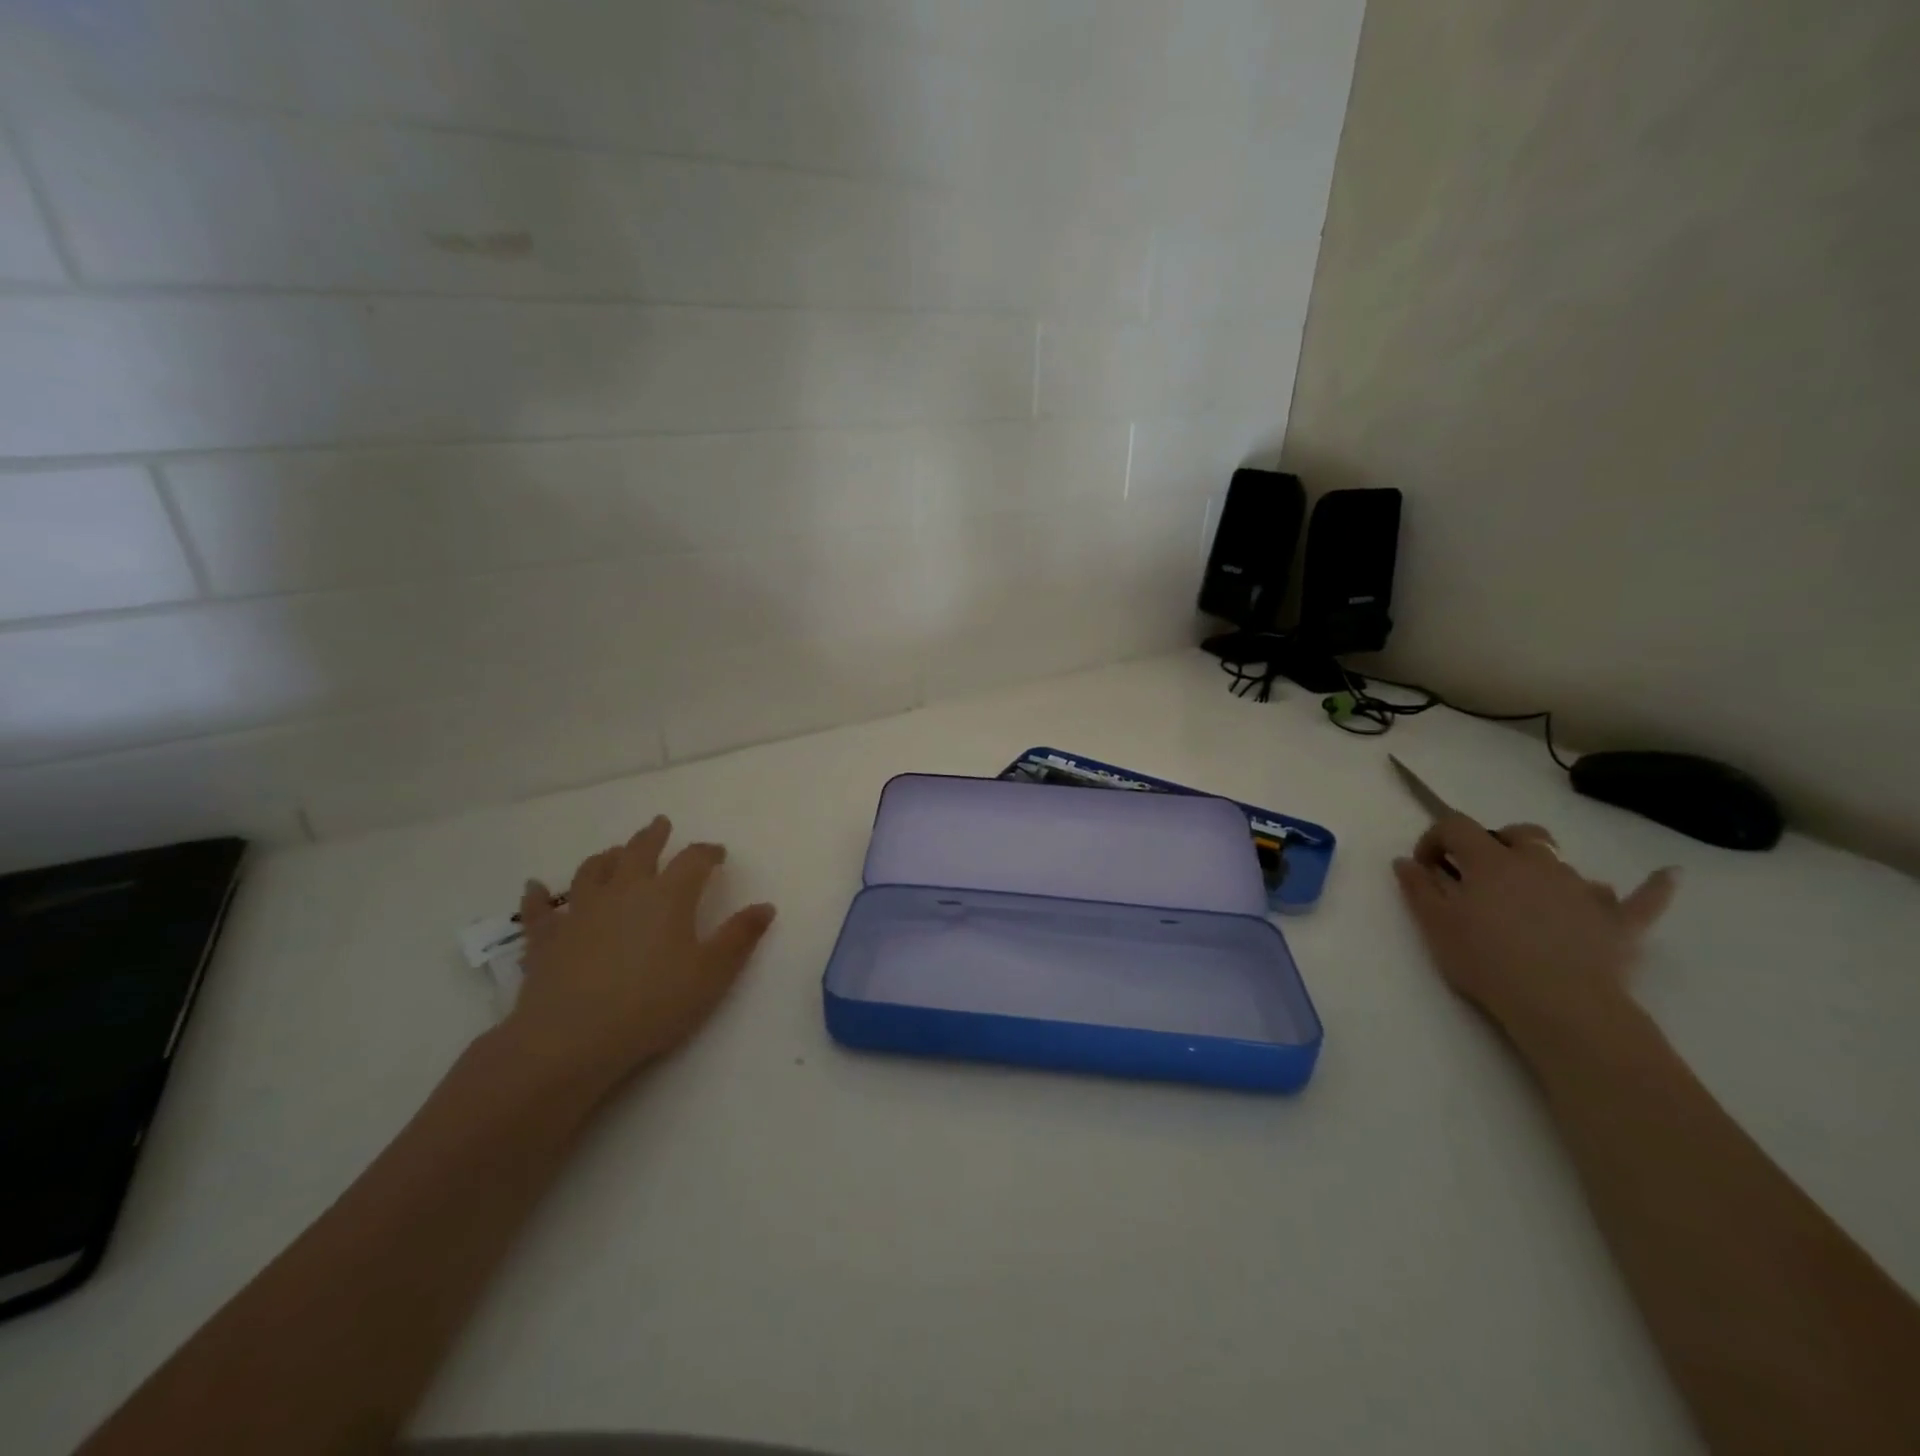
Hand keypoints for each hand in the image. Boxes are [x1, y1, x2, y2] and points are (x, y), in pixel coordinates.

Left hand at [503, 816, 776, 1097]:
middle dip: (653, 836)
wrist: (571, 1039)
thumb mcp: (712, 973)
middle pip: (640, 852)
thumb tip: (766, 906)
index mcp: (668, 896)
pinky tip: (533, 887)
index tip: (718, 853)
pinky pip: (539, 910)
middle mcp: (624, 892)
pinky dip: (537, 896)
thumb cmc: (653, 1004)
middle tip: (660, 824)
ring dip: (606, 857)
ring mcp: (580, 912)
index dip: (708, 852)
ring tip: (614, 852)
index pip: (693, 860)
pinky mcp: (546, 939)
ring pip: (592, 871)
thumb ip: (740, 937)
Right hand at [1393, 814, 1676, 1033]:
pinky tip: (1667, 874)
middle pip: (1517, 833)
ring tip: (1530, 892)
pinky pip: (1642, 898)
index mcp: (1490, 861)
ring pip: (1563, 861)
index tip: (1426, 867)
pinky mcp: (1619, 921)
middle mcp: (1538, 863)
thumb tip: (1406, 861)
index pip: (1456, 826)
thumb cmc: (1487, 960)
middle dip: (1494, 842)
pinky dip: (1652, 885)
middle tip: (1477, 875)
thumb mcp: (1435, 925)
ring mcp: (1583, 889)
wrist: (1562, 1006)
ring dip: (1543, 867)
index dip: (1435, 838)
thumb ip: (1418, 888)